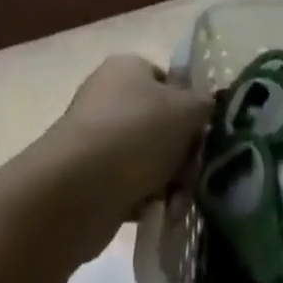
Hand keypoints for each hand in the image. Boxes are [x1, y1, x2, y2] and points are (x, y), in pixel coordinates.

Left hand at [39, 55, 210, 242]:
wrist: (76, 191)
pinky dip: (143, 200)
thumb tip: (207, 106)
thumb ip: (205, 104)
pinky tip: (158, 214)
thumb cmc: (136, 133)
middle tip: (193, 171)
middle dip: (179, 151)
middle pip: (159, 122)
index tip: (202, 134)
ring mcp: (93, 138)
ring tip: (177, 200)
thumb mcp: (187, 109)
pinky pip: (126, 185)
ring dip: (165, 180)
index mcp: (128, 67)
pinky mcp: (85, 179)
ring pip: (145, 157)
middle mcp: (107, 96)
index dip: (190, 107)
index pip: (169, 82)